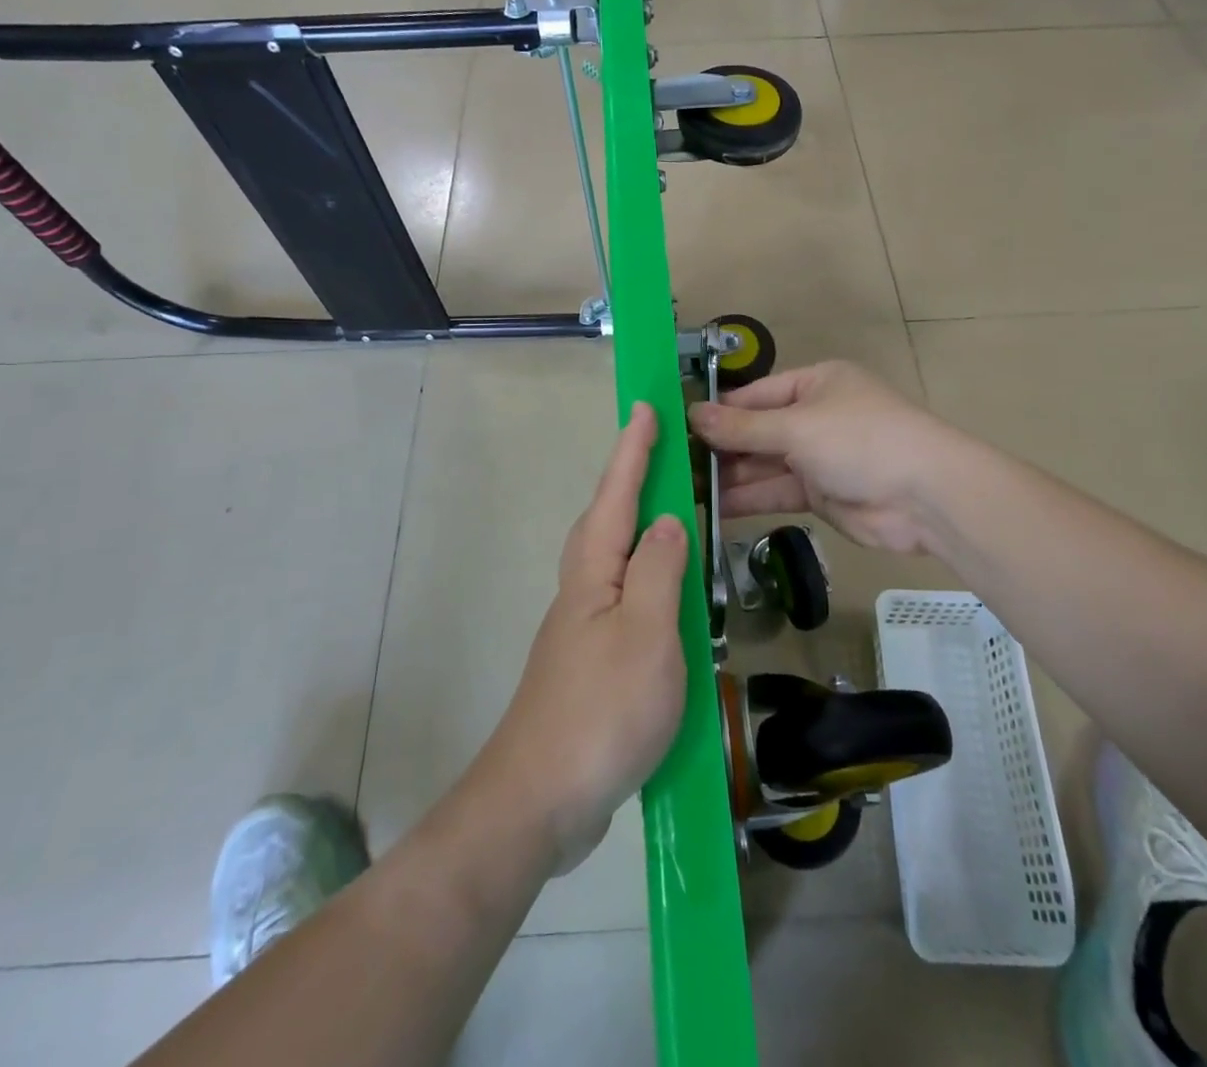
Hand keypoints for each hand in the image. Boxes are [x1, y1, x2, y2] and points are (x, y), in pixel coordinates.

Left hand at [475, 402, 688, 875]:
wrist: (540, 799)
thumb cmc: (601, 709)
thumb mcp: (647, 634)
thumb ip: (659, 570)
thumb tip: (666, 519)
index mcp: (594, 572)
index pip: (618, 494)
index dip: (633, 450)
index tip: (645, 407)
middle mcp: (582, 589)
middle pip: (606, 518)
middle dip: (628, 477)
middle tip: (657, 449)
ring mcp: (581, 628)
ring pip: (610, 556)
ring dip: (634, 522)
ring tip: (665, 509)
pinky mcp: (589, 662)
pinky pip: (620, 596)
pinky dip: (641, 574)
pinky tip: (659, 593)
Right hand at [687, 361, 960, 553]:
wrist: (925, 497)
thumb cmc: (860, 440)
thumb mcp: (797, 426)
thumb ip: (743, 427)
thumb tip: (691, 414)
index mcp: (815, 384)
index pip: (755, 395)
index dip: (718, 411)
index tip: (677, 427)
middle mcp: (815, 416)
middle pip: (757, 430)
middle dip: (720, 447)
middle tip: (673, 464)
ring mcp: (818, 457)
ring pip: (764, 464)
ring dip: (729, 476)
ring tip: (684, 487)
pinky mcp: (821, 494)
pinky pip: (776, 491)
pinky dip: (749, 498)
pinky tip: (713, 507)